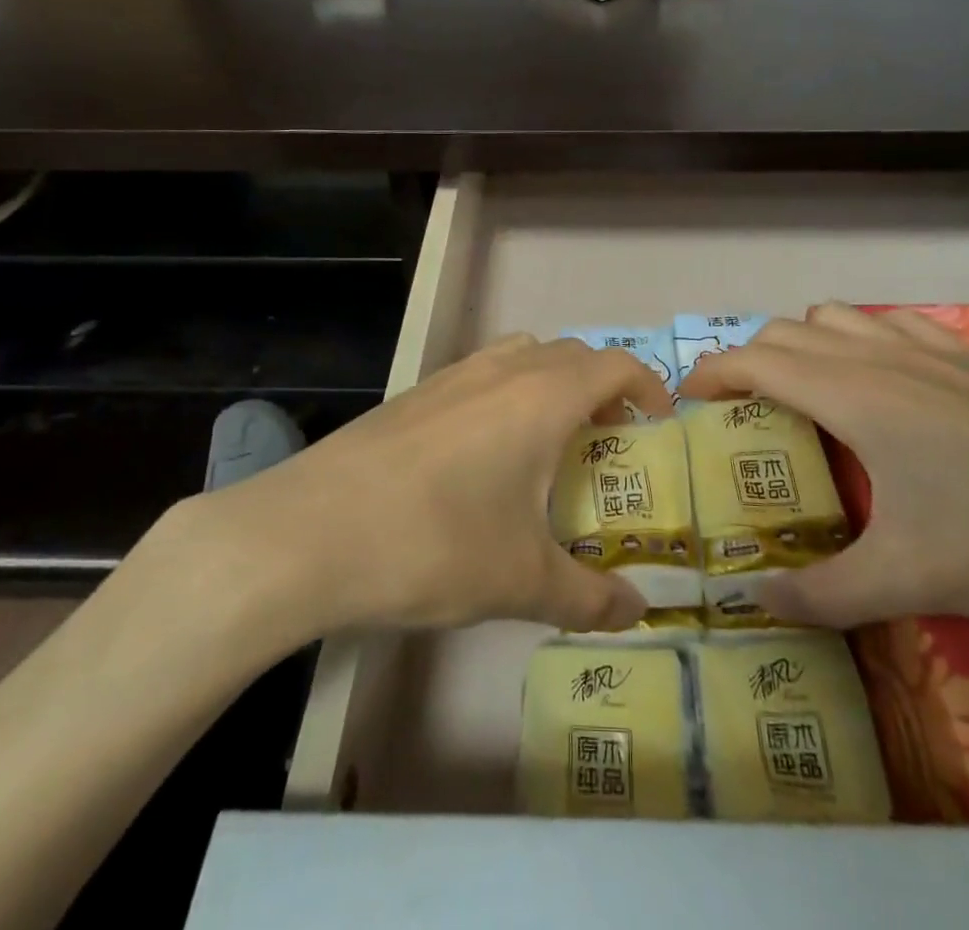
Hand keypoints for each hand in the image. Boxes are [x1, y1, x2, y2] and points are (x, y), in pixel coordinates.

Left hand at [156, 336, 674, 638]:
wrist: (310, 532)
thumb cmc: (435, 544)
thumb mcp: (522, 582)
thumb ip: (588, 598)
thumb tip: (635, 614)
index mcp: (542, 397)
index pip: (614, 365)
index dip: (646, 387)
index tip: (658, 423)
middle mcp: (502, 370)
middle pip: (570, 355)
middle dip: (601, 387)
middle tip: (607, 440)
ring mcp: (451, 375)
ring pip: (521, 356)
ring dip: (550, 384)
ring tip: (549, 440)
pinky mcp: (413, 394)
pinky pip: (480, 375)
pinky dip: (505, 394)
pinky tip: (483, 454)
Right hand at [679, 303, 968, 626]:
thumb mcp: (912, 580)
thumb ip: (823, 594)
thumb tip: (756, 601)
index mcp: (853, 396)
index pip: (755, 361)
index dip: (711, 373)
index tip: (688, 401)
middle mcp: (879, 357)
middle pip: (786, 332)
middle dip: (749, 361)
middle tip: (744, 412)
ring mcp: (929, 348)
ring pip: (837, 317)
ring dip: (803, 343)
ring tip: (806, 393)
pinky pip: (892, 322)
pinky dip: (862, 337)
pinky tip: (884, 379)